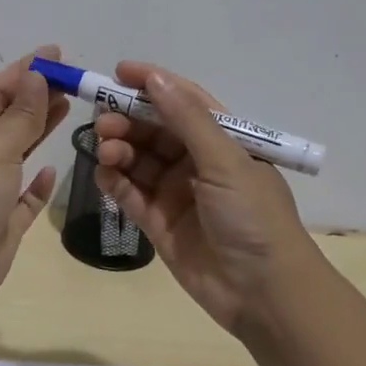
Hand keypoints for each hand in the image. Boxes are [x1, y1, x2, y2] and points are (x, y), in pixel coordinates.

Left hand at [0, 45, 71, 313]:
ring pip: (16, 153)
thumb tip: (36, 76)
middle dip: (36, 98)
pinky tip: (53, 169)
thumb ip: (20, 115)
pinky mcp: (1, 221)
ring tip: (68, 108)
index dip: (24, 71)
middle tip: (72, 81)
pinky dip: (37, 182)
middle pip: (6, 119)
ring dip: (39, 131)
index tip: (56, 54)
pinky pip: (23, 195)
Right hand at [93, 61, 324, 334]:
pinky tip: (103, 174)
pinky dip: (114, 181)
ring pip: (138, 159)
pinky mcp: (158, 222)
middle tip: (102, 122)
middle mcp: (197, 162)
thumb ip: (187, 119)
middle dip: (127, 120)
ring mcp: (176, 192)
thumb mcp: (225, 161)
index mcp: (223, 140)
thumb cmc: (252, 217)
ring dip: (119, 149)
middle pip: (154, 129)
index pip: (183, 101)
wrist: (263, 293)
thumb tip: (155, 78)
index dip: (152, 84)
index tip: (118, 72)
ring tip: (105, 150)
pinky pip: (130, 193)